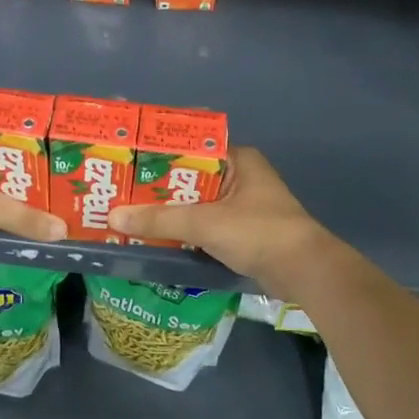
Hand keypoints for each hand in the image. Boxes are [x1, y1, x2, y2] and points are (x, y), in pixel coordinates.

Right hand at [107, 148, 332, 302]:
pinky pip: (206, 224)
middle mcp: (240, 176)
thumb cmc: (258, 232)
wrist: (304, 271)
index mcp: (238, 159)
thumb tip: (114, 216)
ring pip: (197, 203)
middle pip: (191, 177)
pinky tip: (157, 237)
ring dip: (171, 211)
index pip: (191, 146)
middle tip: (120, 191)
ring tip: (130, 213)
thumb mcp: (205, 223)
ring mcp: (243, 205)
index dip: (159, 153)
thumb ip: (160, 219)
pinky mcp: (244, 231)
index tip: (127, 161)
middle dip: (158, 187)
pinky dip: (186, 230)